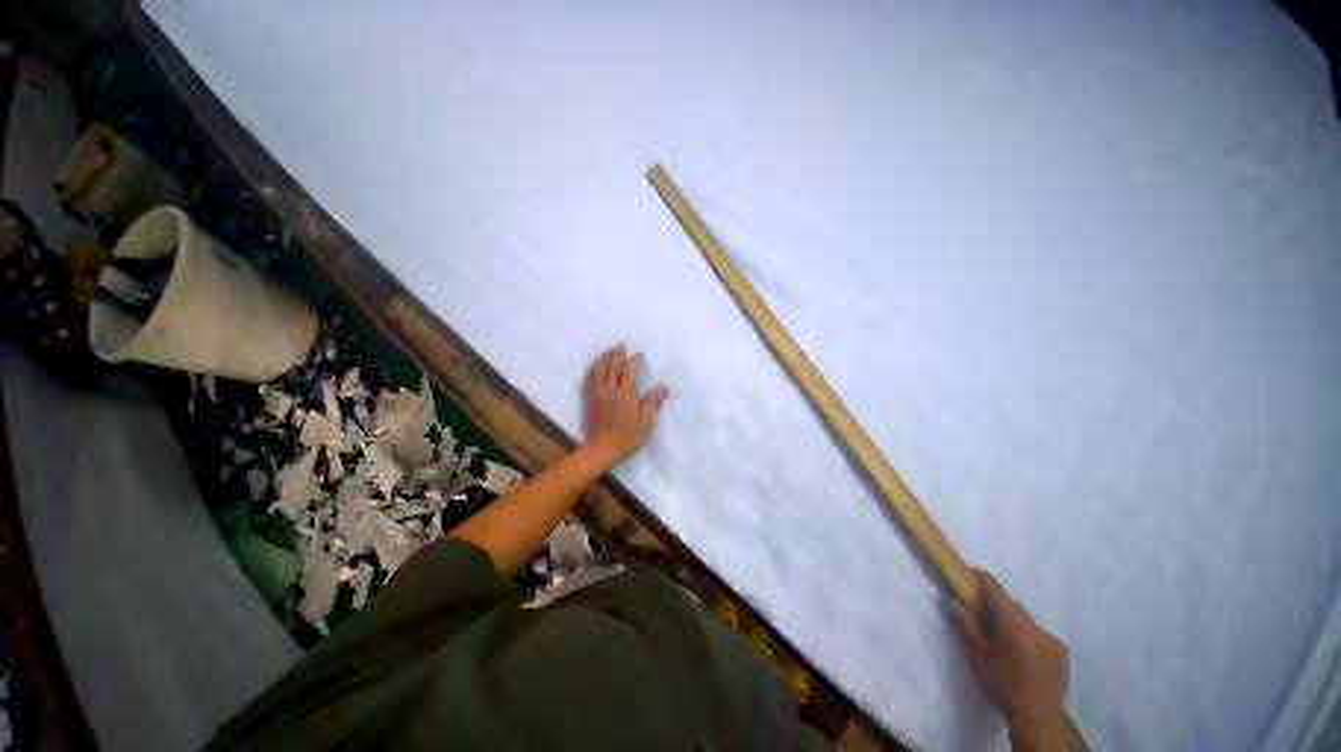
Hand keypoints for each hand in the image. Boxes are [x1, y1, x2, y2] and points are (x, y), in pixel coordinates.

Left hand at [581, 344, 668, 465]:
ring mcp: (596, 394)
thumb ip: (653, 403)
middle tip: (623, 347)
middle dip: (617, 354)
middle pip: (611, 366)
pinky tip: (595, 367)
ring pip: (598, 370)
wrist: (601, 450)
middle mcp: (608, 390)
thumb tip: (662, 386)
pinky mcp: (589, 400)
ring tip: (609, 351)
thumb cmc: (627, 438)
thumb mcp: (645, 423)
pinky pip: (588, 379)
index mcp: (624, 394)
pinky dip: (592, 370)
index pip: (629, 371)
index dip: (635, 361)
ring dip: (603, 358)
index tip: (640, 356)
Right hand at [955, 569, 1069, 747]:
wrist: (1036, 711)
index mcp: (1013, 624)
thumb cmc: (1002, 686)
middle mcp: (1035, 623)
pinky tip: (1024, 664)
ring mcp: (1051, 635)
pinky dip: (1030, 644)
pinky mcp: (1061, 648)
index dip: (984, 581)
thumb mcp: (979, 660)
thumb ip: (969, 630)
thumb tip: (958, 604)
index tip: (972, 573)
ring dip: (1016, 629)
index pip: (997, 593)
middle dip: (1000, 610)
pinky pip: (1042, 639)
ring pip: (1029, 625)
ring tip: (1005, 651)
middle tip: (984, 620)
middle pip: (1014, 609)